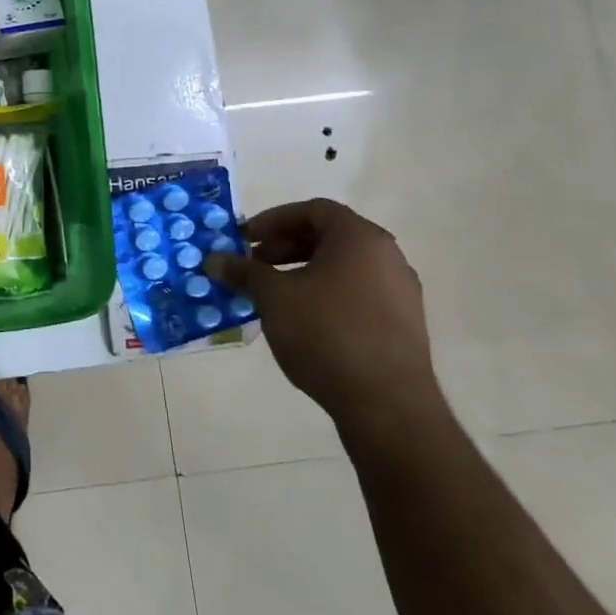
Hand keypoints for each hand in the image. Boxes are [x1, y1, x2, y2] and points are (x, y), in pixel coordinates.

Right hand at [204, 199, 440, 432]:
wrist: (385, 404)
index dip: (274, 219)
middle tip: (253, 264)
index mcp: (360, 239)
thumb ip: (243, 272)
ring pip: (342, 266)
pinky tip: (300, 319)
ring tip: (271, 293)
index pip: (314, 210)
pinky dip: (324, 293)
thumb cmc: (325, 333)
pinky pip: (356, 292)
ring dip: (302, 270)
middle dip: (284, 246)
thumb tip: (213, 259)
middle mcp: (387, 257)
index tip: (246, 239)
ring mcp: (400, 292)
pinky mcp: (402, 324)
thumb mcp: (272, 297)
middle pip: (329, 236)